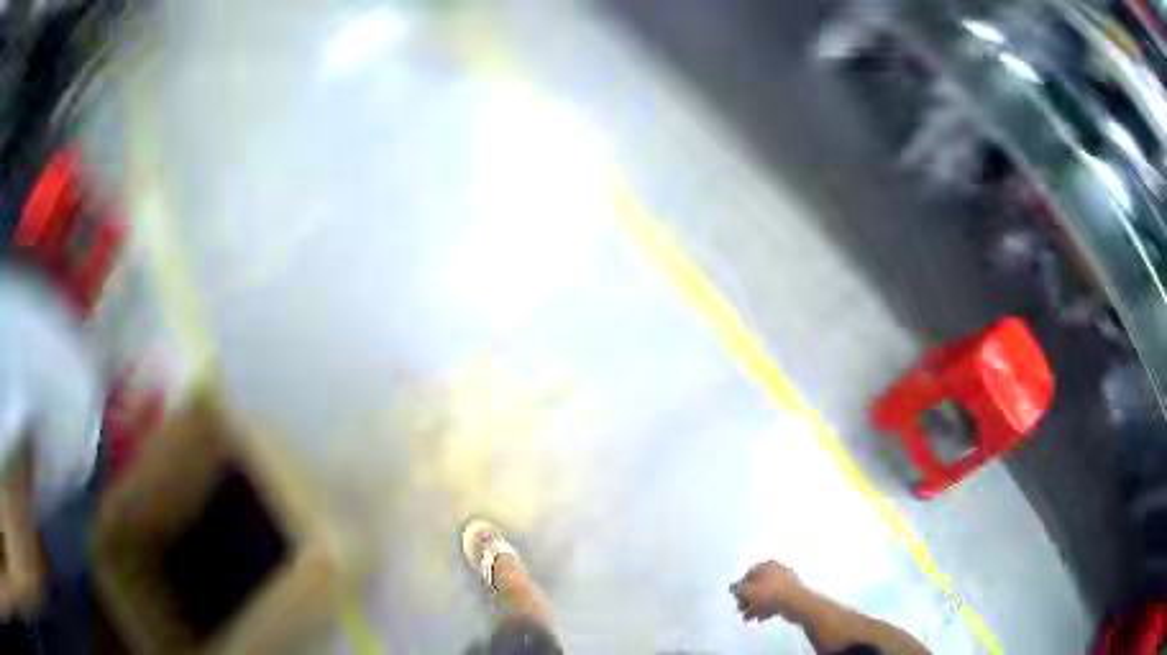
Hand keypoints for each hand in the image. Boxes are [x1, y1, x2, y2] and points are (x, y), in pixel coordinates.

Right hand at [730, 560, 804, 621]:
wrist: (795, 603)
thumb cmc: (770, 594)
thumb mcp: (748, 591)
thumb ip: (738, 589)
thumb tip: (733, 588)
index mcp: (768, 565)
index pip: (749, 573)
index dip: (740, 586)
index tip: (736, 597)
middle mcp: (778, 570)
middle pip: (757, 585)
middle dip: (747, 599)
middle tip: (740, 609)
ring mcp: (786, 582)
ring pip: (765, 594)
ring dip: (755, 606)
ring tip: (747, 617)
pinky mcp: (791, 594)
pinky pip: (774, 600)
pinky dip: (766, 608)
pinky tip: (760, 618)